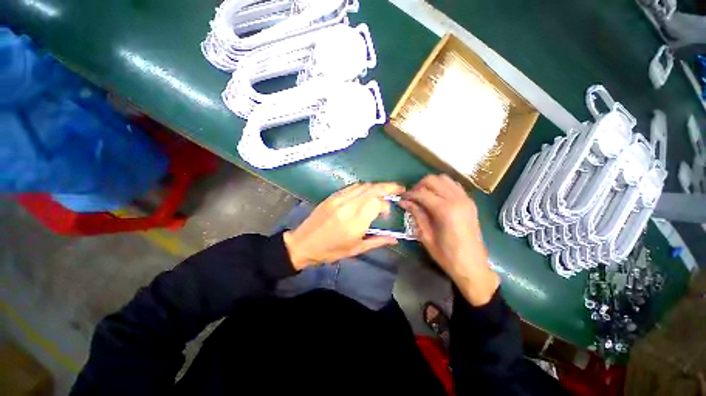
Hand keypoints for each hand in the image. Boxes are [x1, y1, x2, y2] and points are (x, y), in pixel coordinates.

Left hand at [283, 182, 404, 269]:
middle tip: (399, 188)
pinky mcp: (332, 196)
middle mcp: (348, 206)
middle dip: (388, 186)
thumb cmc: (330, 251)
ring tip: (385, 190)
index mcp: (355, 222)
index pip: (377, 202)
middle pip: (372, 189)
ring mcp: (339, 199)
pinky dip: (364, 187)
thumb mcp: (355, 250)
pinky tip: (367, 192)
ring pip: (363, 186)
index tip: (386, 214)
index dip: (386, 205)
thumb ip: (377, 241)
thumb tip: (394, 238)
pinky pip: (352, 187)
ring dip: (376, 186)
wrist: (303, 243)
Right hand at [401, 174, 498, 305]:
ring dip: (431, 184)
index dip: (409, 194)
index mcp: (445, 210)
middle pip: (433, 180)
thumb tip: (404, 202)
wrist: (473, 266)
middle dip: (419, 185)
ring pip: (444, 179)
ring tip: (423, 196)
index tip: (401, 198)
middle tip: (411, 197)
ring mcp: (466, 199)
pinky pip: (454, 185)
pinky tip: (437, 197)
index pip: (422, 193)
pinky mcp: (470, 202)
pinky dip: (443, 186)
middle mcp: (457, 200)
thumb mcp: (426, 236)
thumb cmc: (447, 255)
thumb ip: (416, 215)